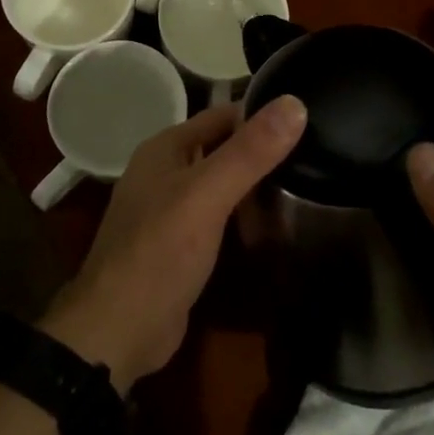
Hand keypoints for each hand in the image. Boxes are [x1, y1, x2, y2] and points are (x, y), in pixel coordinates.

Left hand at [42, 97, 307, 390]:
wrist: (118, 331)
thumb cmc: (160, 252)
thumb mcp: (207, 195)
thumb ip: (249, 152)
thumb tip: (295, 103)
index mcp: (166, 148)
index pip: (223, 114)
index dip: (263, 114)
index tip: (309, 117)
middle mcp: (165, 171)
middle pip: (223, 148)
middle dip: (262, 151)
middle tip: (315, 155)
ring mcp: (169, 209)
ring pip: (221, 183)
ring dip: (255, 185)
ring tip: (307, 184)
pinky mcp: (179, 244)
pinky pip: (218, 216)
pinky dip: (242, 215)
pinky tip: (273, 223)